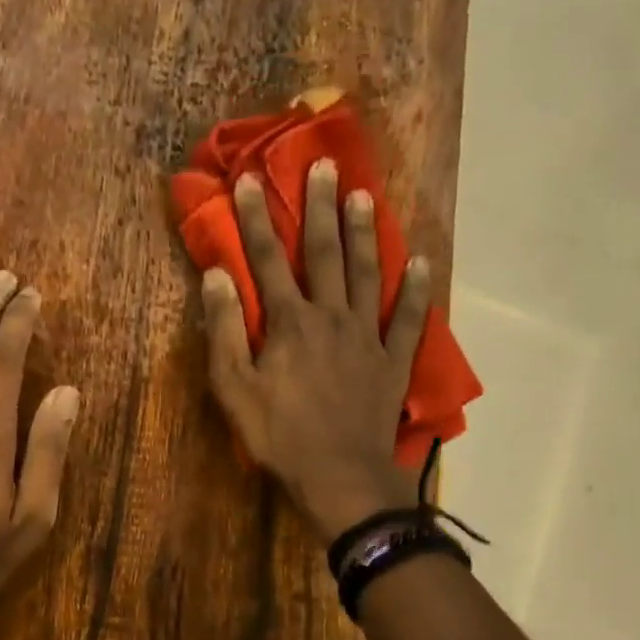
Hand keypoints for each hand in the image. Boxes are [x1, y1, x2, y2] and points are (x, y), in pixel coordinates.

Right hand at [204, 159, 430, 542]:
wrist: (340, 474)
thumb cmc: (279, 435)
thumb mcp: (233, 388)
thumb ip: (223, 330)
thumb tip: (217, 276)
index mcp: (289, 322)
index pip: (268, 259)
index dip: (254, 219)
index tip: (247, 180)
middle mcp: (331, 316)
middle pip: (325, 252)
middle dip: (319, 207)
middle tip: (323, 164)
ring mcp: (367, 336)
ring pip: (368, 273)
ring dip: (365, 232)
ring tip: (364, 195)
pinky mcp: (393, 360)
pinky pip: (409, 318)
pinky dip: (417, 289)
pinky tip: (422, 262)